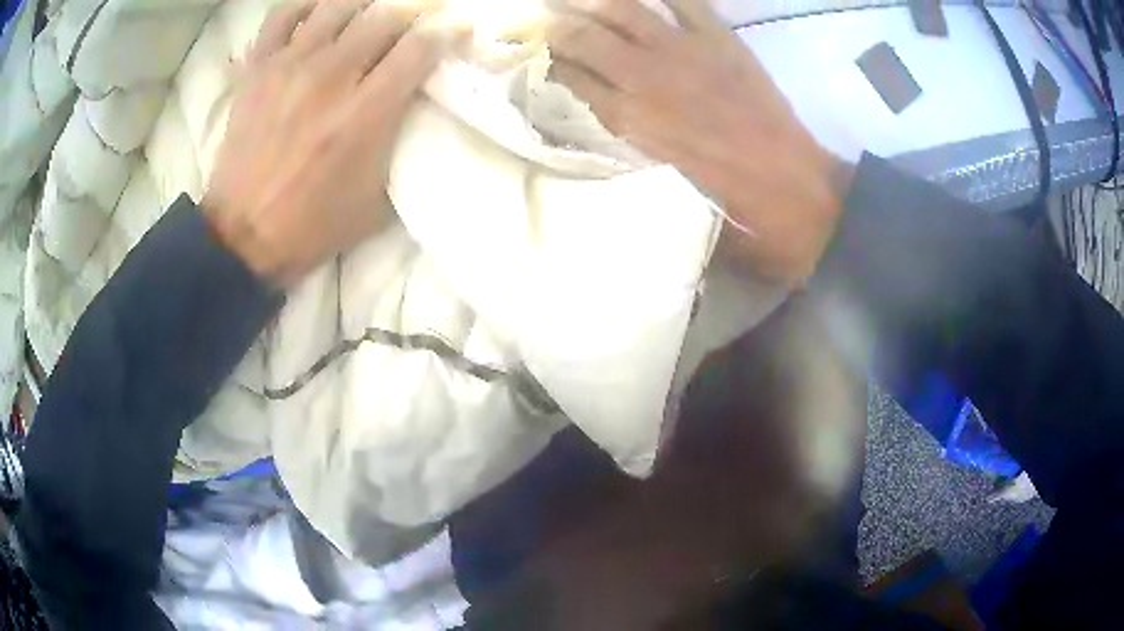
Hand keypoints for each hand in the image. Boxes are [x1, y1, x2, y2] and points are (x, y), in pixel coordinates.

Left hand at [204, 0, 467, 287]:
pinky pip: (284, 15)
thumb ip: (402, 143)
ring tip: (370, 16)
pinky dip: (307, 5)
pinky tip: (321, 12)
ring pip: (339, 5)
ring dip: (365, 5)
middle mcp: (331, 78)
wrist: (243, 237)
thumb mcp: (378, 200)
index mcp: (365, 114)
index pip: (420, 47)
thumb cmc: (314, 226)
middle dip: (411, 14)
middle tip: (413, 25)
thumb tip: (418, 103)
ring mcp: (289, 67)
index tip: (455, 28)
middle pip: (385, 16)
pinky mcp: (257, 70)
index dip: (447, 31)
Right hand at [546, 0, 852, 283]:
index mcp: (627, 122)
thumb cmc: (728, 211)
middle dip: (552, 23)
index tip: (527, 54)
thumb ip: (625, 155)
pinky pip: (686, 2)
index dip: (542, 63)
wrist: (797, 198)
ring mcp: (685, 53)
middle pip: (582, 36)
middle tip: (536, 17)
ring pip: (623, 10)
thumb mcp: (660, 193)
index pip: (566, 78)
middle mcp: (645, 79)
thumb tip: (599, 128)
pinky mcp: (723, 43)